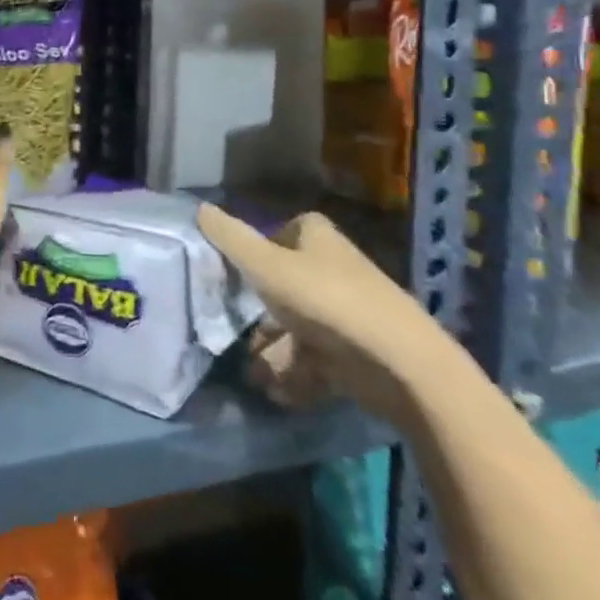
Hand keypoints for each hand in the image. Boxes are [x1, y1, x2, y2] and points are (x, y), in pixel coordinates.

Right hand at [195, 205, 456, 423]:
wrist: (400, 365)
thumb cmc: (326, 300)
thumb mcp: (266, 266)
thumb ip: (230, 239)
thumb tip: (198, 208)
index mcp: (317, 238)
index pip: (280, 231)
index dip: (255, 249)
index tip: (233, 273)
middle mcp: (332, 268)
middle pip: (281, 284)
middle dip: (256, 314)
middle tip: (233, 333)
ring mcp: (345, 312)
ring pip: (294, 327)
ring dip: (271, 352)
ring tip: (255, 375)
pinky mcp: (355, 351)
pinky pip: (313, 359)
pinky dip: (294, 374)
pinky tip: (278, 391)